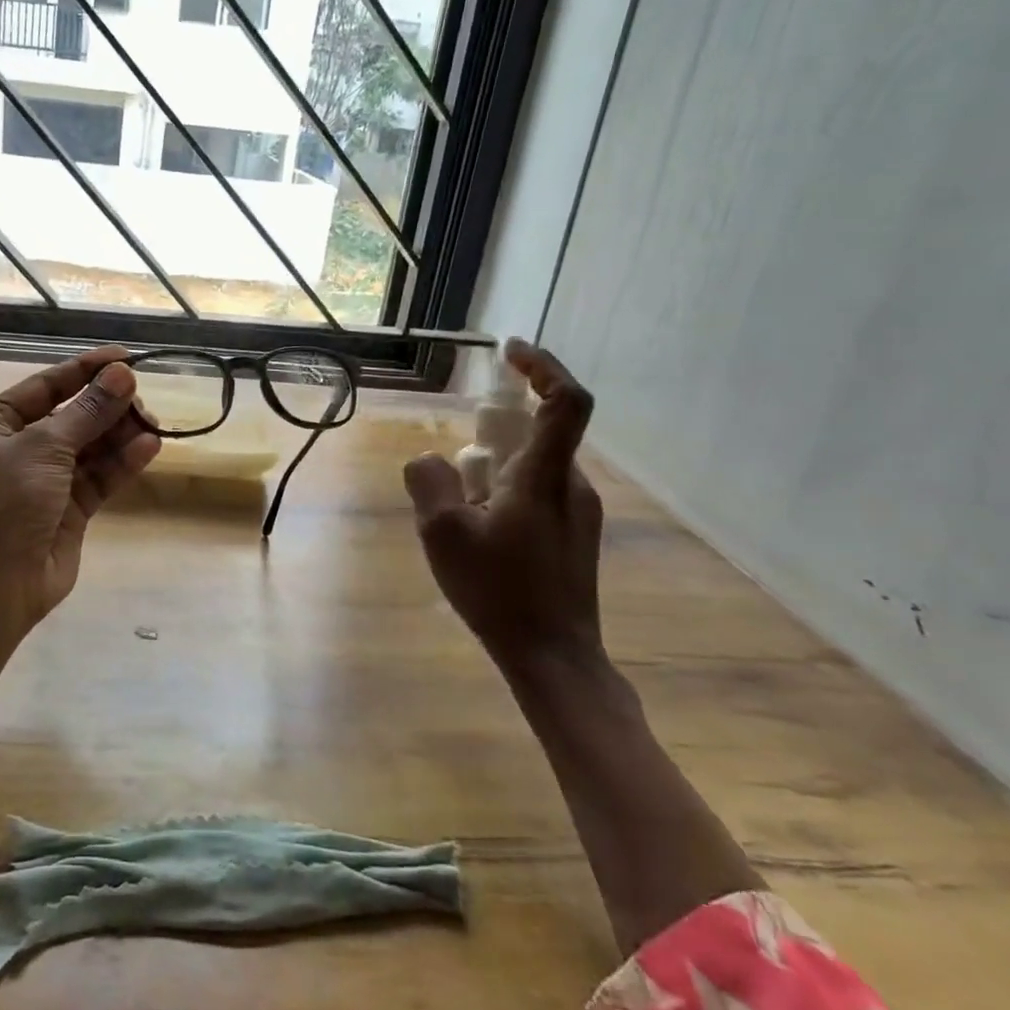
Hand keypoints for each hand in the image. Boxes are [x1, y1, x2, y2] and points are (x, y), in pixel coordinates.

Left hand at [0, 345, 160, 636]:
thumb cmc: (4, 505)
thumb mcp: (42, 448)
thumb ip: (87, 411)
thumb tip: (122, 375)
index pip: (45, 386)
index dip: (85, 370)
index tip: (126, 358)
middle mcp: (17, 449)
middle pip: (71, 415)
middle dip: (106, 405)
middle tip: (141, 398)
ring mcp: (44, 481)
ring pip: (89, 446)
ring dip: (119, 433)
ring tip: (151, 423)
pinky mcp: (69, 510)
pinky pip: (99, 477)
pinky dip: (122, 462)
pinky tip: (149, 447)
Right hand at [403, 339, 603, 678]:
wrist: (554, 657)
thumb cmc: (500, 591)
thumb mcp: (443, 534)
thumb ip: (429, 482)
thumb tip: (430, 460)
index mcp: (545, 476)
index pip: (564, 401)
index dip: (543, 366)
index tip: (510, 351)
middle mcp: (572, 484)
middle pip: (537, 434)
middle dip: (492, 437)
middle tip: (456, 474)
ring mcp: (579, 512)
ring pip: (532, 468)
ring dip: (494, 473)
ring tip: (462, 518)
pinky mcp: (575, 536)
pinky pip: (537, 494)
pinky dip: (505, 495)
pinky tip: (482, 538)